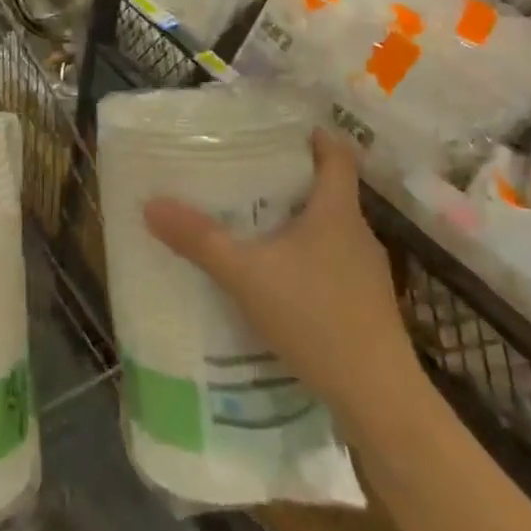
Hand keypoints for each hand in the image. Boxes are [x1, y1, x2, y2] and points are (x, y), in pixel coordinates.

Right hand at [144, 130, 416, 423]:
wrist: (378, 399)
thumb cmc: (316, 317)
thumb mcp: (246, 275)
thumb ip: (199, 239)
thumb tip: (152, 204)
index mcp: (337, 211)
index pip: (337, 154)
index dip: (314, 136)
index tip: (281, 131)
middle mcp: (358, 234)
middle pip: (329, 192)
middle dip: (291, 181)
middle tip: (247, 178)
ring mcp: (368, 274)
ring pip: (329, 232)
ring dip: (297, 225)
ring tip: (254, 229)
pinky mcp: (367, 308)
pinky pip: (332, 267)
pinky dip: (306, 263)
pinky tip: (277, 285)